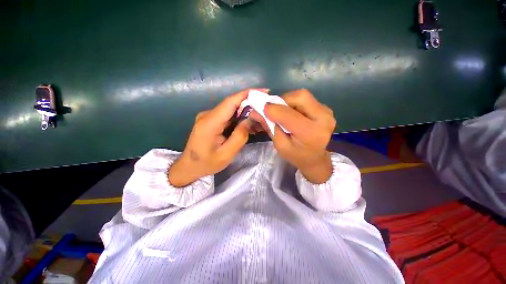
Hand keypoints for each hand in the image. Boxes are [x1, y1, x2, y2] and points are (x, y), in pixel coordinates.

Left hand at [168, 89, 265, 186]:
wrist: (189, 167)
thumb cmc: (207, 163)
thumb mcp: (226, 154)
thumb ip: (239, 136)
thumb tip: (249, 120)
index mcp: (210, 123)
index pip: (230, 102)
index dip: (247, 94)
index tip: (263, 91)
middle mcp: (208, 115)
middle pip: (232, 104)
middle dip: (250, 104)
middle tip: (266, 109)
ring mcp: (208, 117)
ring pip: (231, 110)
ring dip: (246, 112)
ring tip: (260, 119)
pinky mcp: (211, 120)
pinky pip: (228, 116)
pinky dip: (239, 118)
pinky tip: (248, 124)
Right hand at [254, 89, 335, 183]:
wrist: (315, 158)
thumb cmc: (296, 155)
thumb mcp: (280, 145)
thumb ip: (270, 127)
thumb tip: (256, 112)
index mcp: (310, 133)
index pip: (288, 115)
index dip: (273, 109)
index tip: (261, 108)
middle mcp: (323, 119)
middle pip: (300, 97)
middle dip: (283, 100)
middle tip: (274, 109)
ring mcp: (327, 112)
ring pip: (303, 95)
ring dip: (288, 101)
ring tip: (283, 112)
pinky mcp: (325, 109)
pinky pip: (306, 99)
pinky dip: (295, 103)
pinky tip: (292, 113)